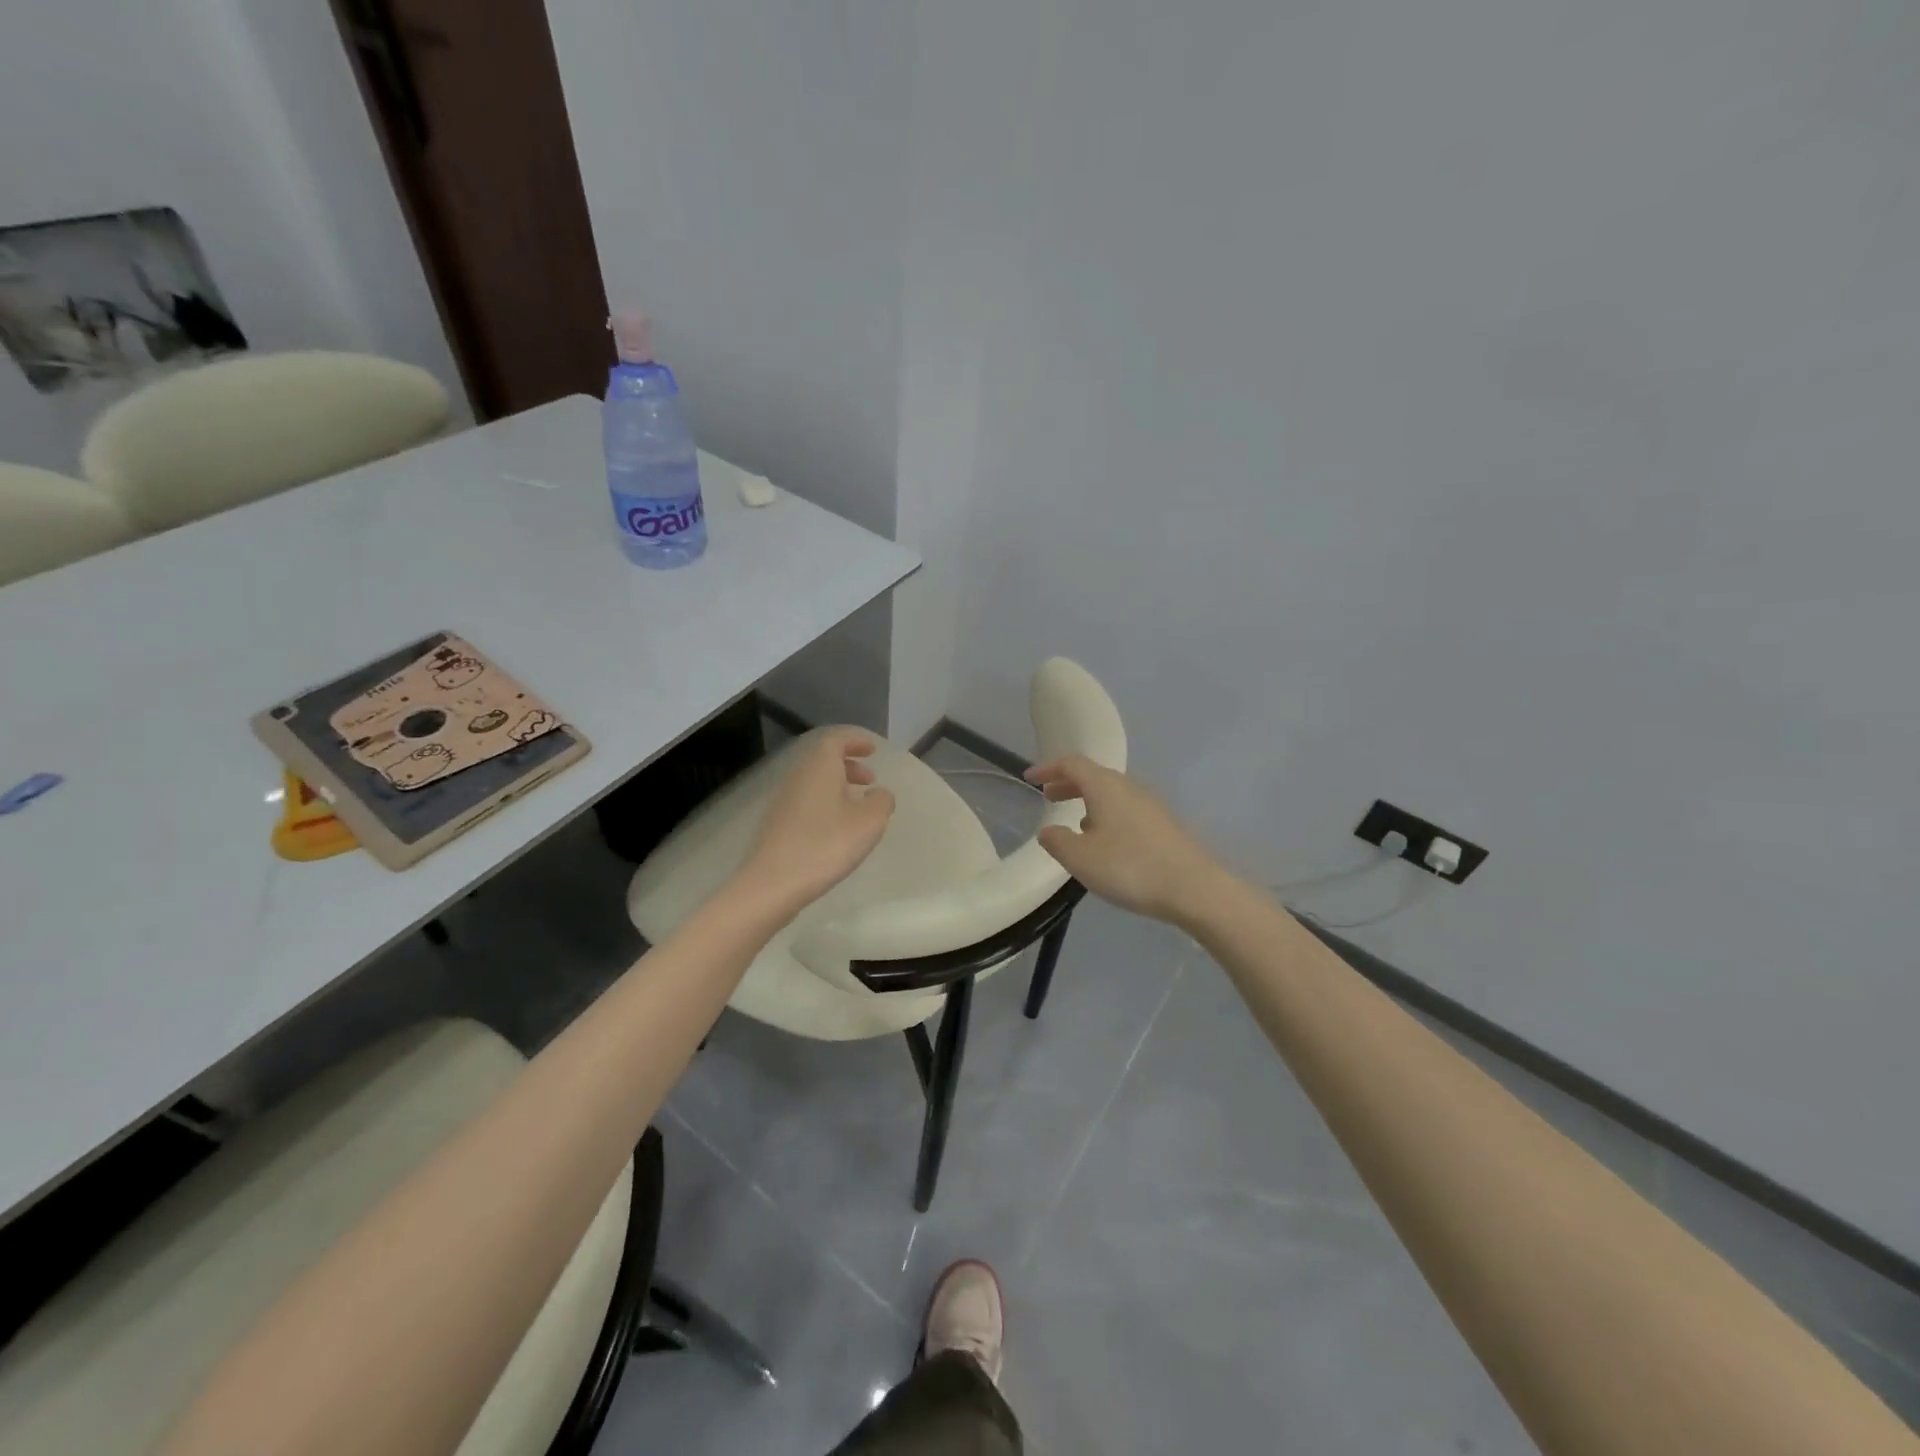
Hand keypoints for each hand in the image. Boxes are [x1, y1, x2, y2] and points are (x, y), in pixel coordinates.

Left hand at [736, 728, 894, 913]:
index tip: (872, 749)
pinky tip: (836, 827)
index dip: (855, 741)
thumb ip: (882, 801)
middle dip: (848, 764)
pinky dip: (824, 803)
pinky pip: (806, 800)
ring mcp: (783, 800)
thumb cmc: (826, 844)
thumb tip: (880, 793)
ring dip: (837, 785)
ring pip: (814, 781)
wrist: (773, 883)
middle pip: (822, 759)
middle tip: (870, 779)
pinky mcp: (777, 823)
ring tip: (857, 805)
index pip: (836, 739)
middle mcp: (798, 776)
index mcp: (819, 766)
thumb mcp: (869, 822)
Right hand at [1027, 754, 1232, 925]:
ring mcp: (1151, 806)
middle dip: (1068, 784)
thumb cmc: (1130, 867)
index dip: (1048, 768)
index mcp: (1105, 786)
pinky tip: (1106, 842)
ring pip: (1112, 793)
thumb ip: (1057, 841)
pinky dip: (1107, 815)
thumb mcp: (1080, 858)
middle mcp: (1129, 787)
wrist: (1194, 888)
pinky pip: (1127, 810)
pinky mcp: (1164, 825)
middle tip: (1048, 796)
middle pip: (1094, 775)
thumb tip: (1048, 831)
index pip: (1072, 764)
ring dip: (1089, 800)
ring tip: (1074, 822)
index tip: (1030, 778)